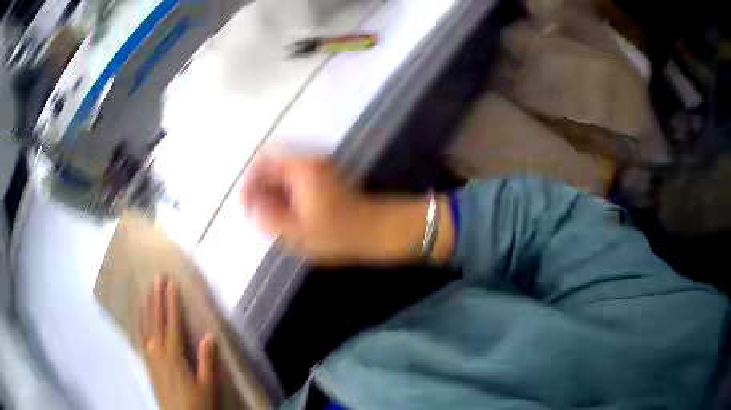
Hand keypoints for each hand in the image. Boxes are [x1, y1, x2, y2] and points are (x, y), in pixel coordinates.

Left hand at [139, 278, 215, 409]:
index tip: (170, 283)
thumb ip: (206, 361)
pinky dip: (139, 324)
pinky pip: (140, 338)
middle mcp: (158, 352)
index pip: (172, 323)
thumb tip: (208, 336)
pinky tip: (138, 318)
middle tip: (156, 278)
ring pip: (145, 327)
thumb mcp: (207, 386)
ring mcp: (150, 358)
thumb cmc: (197, 404)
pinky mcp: (147, 364)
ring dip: (145, 307)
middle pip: (155, 321)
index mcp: (173, 356)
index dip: (171, 303)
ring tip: (144, 291)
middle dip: (156, 298)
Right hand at [241, 156, 454, 264]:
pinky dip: (288, 199)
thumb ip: (268, 217)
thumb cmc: (339, 233)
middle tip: (257, 217)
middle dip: (261, 191)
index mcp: (301, 168)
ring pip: (286, 178)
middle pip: (275, 169)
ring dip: (274, 196)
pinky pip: (298, 185)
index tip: (245, 205)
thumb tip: (252, 206)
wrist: (381, 232)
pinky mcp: (327, 182)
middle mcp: (310, 163)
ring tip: (270, 221)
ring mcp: (320, 171)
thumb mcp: (297, 231)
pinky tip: (288, 219)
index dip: (249, 183)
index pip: (264, 163)